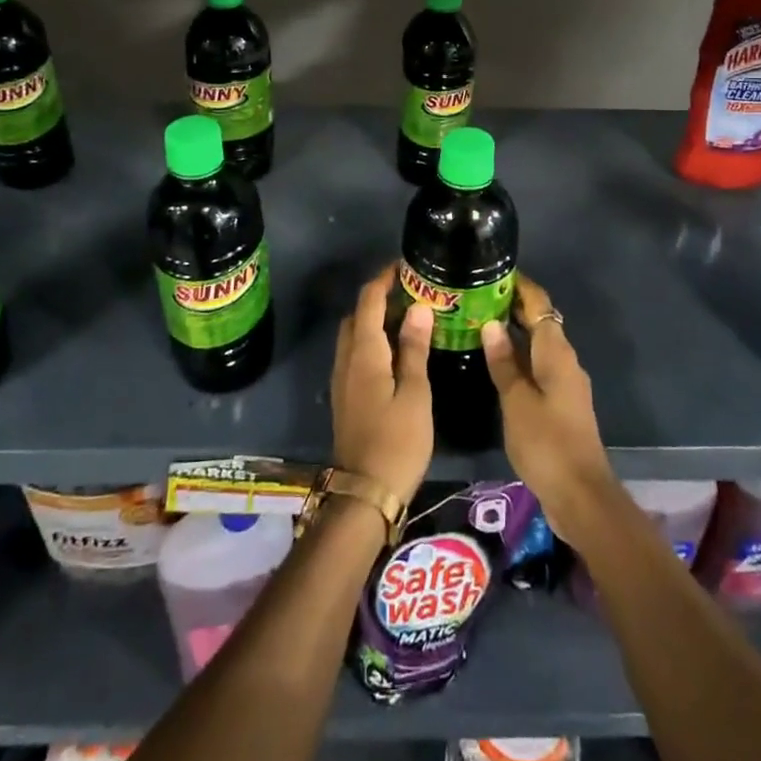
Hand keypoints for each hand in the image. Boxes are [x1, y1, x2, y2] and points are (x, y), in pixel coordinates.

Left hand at [330, 266, 434, 506]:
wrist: (365, 493)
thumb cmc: (397, 441)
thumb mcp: (415, 394)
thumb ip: (414, 349)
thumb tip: (418, 307)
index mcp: (364, 353)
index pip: (368, 302)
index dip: (383, 280)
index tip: (404, 267)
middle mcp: (347, 360)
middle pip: (357, 316)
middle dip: (379, 298)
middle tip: (411, 294)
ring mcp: (342, 380)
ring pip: (354, 336)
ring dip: (375, 320)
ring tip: (408, 319)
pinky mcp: (345, 397)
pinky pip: (355, 354)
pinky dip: (373, 342)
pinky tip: (396, 353)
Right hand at [481, 276, 619, 547]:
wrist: (581, 494)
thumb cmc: (547, 442)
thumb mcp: (517, 401)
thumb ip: (504, 362)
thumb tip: (491, 323)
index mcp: (556, 352)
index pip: (539, 304)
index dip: (520, 286)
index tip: (494, 272)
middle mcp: (564, 360)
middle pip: (540, 322)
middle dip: (512, 306)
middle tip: (477, 297)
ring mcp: (565, 382)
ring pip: (538, 345)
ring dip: (514, 332)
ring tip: (480, 323)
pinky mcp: (561, 403)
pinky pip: (538, 366)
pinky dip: (519, 356)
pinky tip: (497, 363)